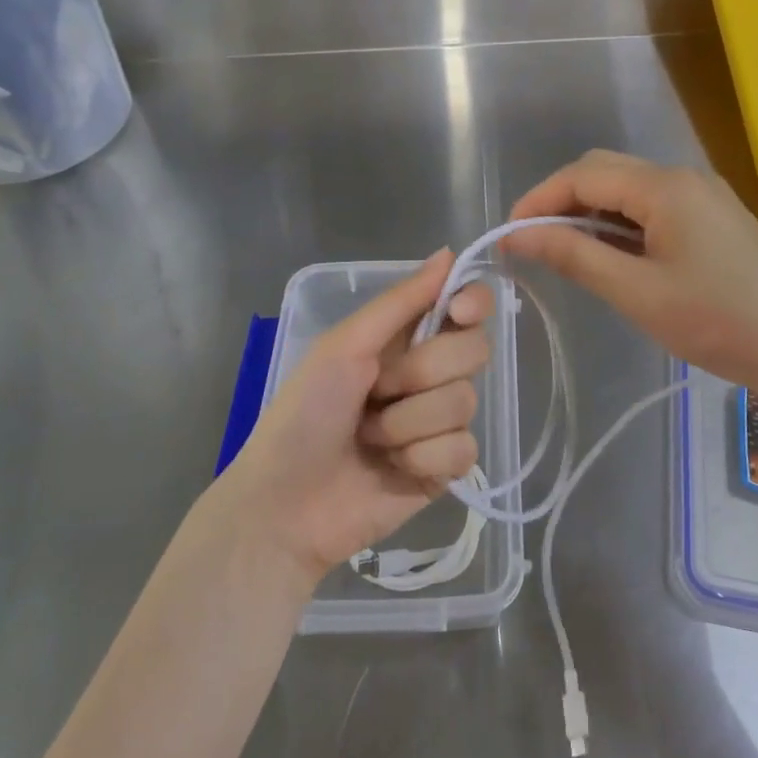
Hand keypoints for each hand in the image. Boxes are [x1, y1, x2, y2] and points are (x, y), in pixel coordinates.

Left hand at [222, 251, 495, 586]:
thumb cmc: (303, 415)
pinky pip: (464, 449)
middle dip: (422, 372)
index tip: (460, 313)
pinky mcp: (446, 468)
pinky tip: (393, 469)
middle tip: (377, 390)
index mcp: (405, 339)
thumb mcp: (343, 347)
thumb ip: (400, 302)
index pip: (466, 306)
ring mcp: (440, 423)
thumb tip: (449, 253)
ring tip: (371, 439)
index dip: (472, 303)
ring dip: (408, 423)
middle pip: (474, 351)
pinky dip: (422, 458)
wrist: (284, 505)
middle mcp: (430, 374)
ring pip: (465, 402)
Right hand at [505, 150, 757, 394]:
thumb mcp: (636, 292)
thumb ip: (575, 256)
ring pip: (629, 188)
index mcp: (664, 187)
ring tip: (564, 252)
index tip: (509, 234)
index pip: (583, 176)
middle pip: (604, 171)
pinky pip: (653, 205)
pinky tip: (610, 254)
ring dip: (591, 212)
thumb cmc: (715, 322)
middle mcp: (683, 177)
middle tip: (533, 242)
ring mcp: (702, 194)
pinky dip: (621, 222)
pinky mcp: (713, 216)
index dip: (540, 200)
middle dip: (562, 200)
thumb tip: (519, 235)